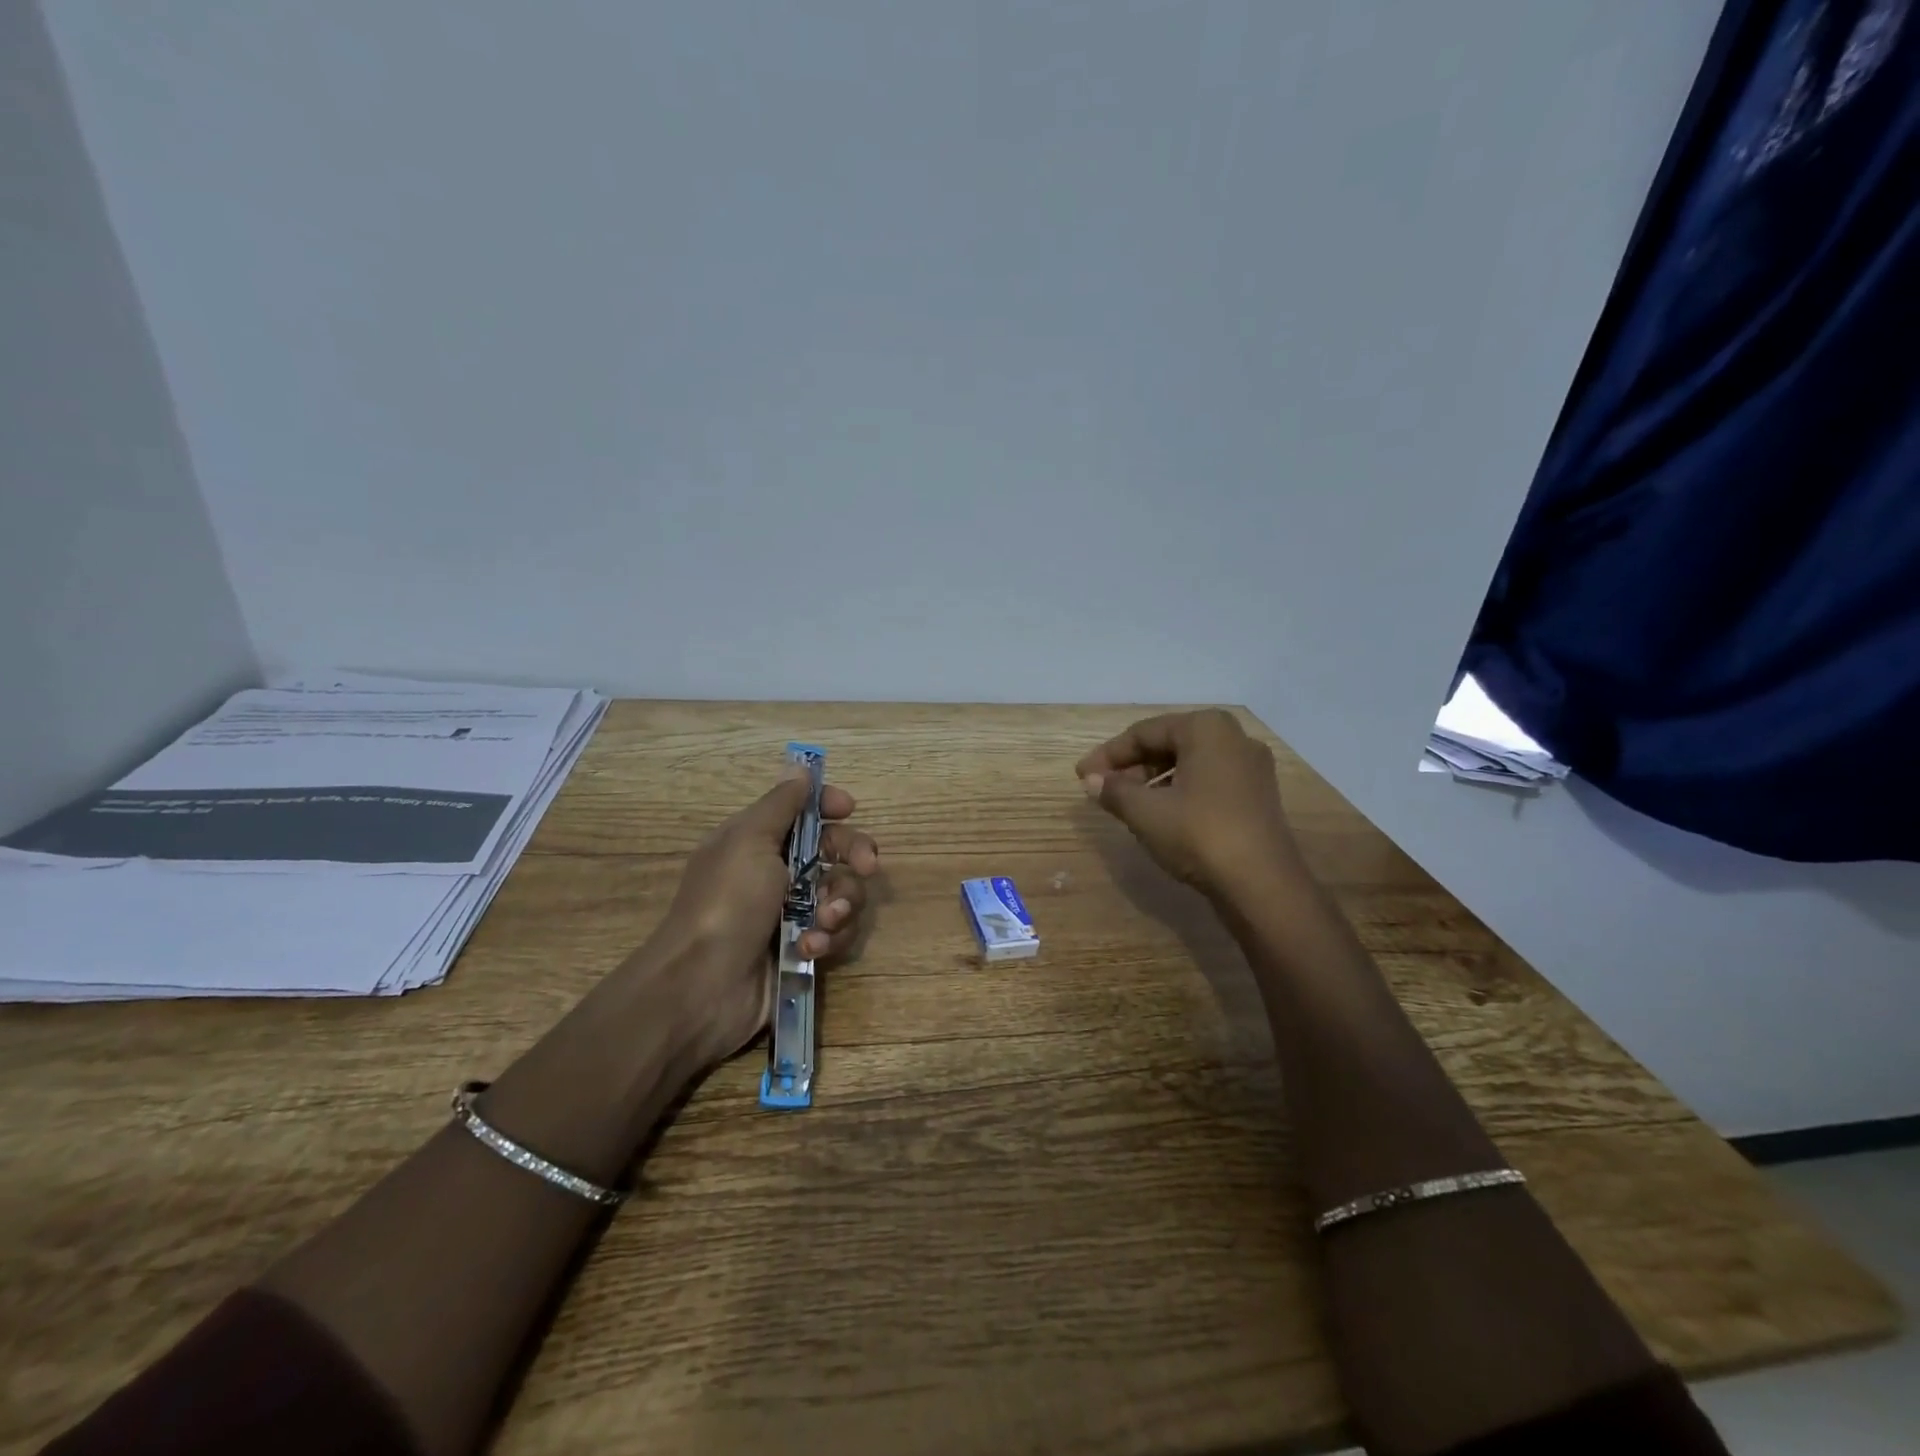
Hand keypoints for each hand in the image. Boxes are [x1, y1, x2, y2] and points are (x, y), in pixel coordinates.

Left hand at [652, 767, 879, 1068]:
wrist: (703, 987)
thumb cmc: (726, 902)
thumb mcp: (749, 840)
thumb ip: (782, 803)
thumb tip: (801, 766)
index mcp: (760, 840)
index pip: (804, 811)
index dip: (829, 806)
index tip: (849, 809)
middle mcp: (779, 872)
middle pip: (837, 850)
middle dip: (856, 856)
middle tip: (867, 867)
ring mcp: (793, 913)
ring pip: (844, 893)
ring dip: (841, 904)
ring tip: (822, 922)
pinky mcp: (804, 949)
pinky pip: (837, 933)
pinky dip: (829, 938)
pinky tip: (809, 949)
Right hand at [1076, 709, 1304, 901]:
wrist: (1262, 885)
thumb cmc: (1199, 834)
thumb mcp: (1145, 812)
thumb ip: (1114, 790)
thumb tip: (1090, 781)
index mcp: (1206, 728)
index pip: (1144, 732)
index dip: (1108, 755)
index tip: (1081, 775)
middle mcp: (1234, 738)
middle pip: (1169, 744)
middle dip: (1132, 766)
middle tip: (1102, 788)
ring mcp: (1251, 768)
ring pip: (1189, 764)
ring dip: (1154, 780)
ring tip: (1127, 804)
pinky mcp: (1258, 796)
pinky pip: (1208, 781)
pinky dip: (1179, 791)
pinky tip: (1161, 814)